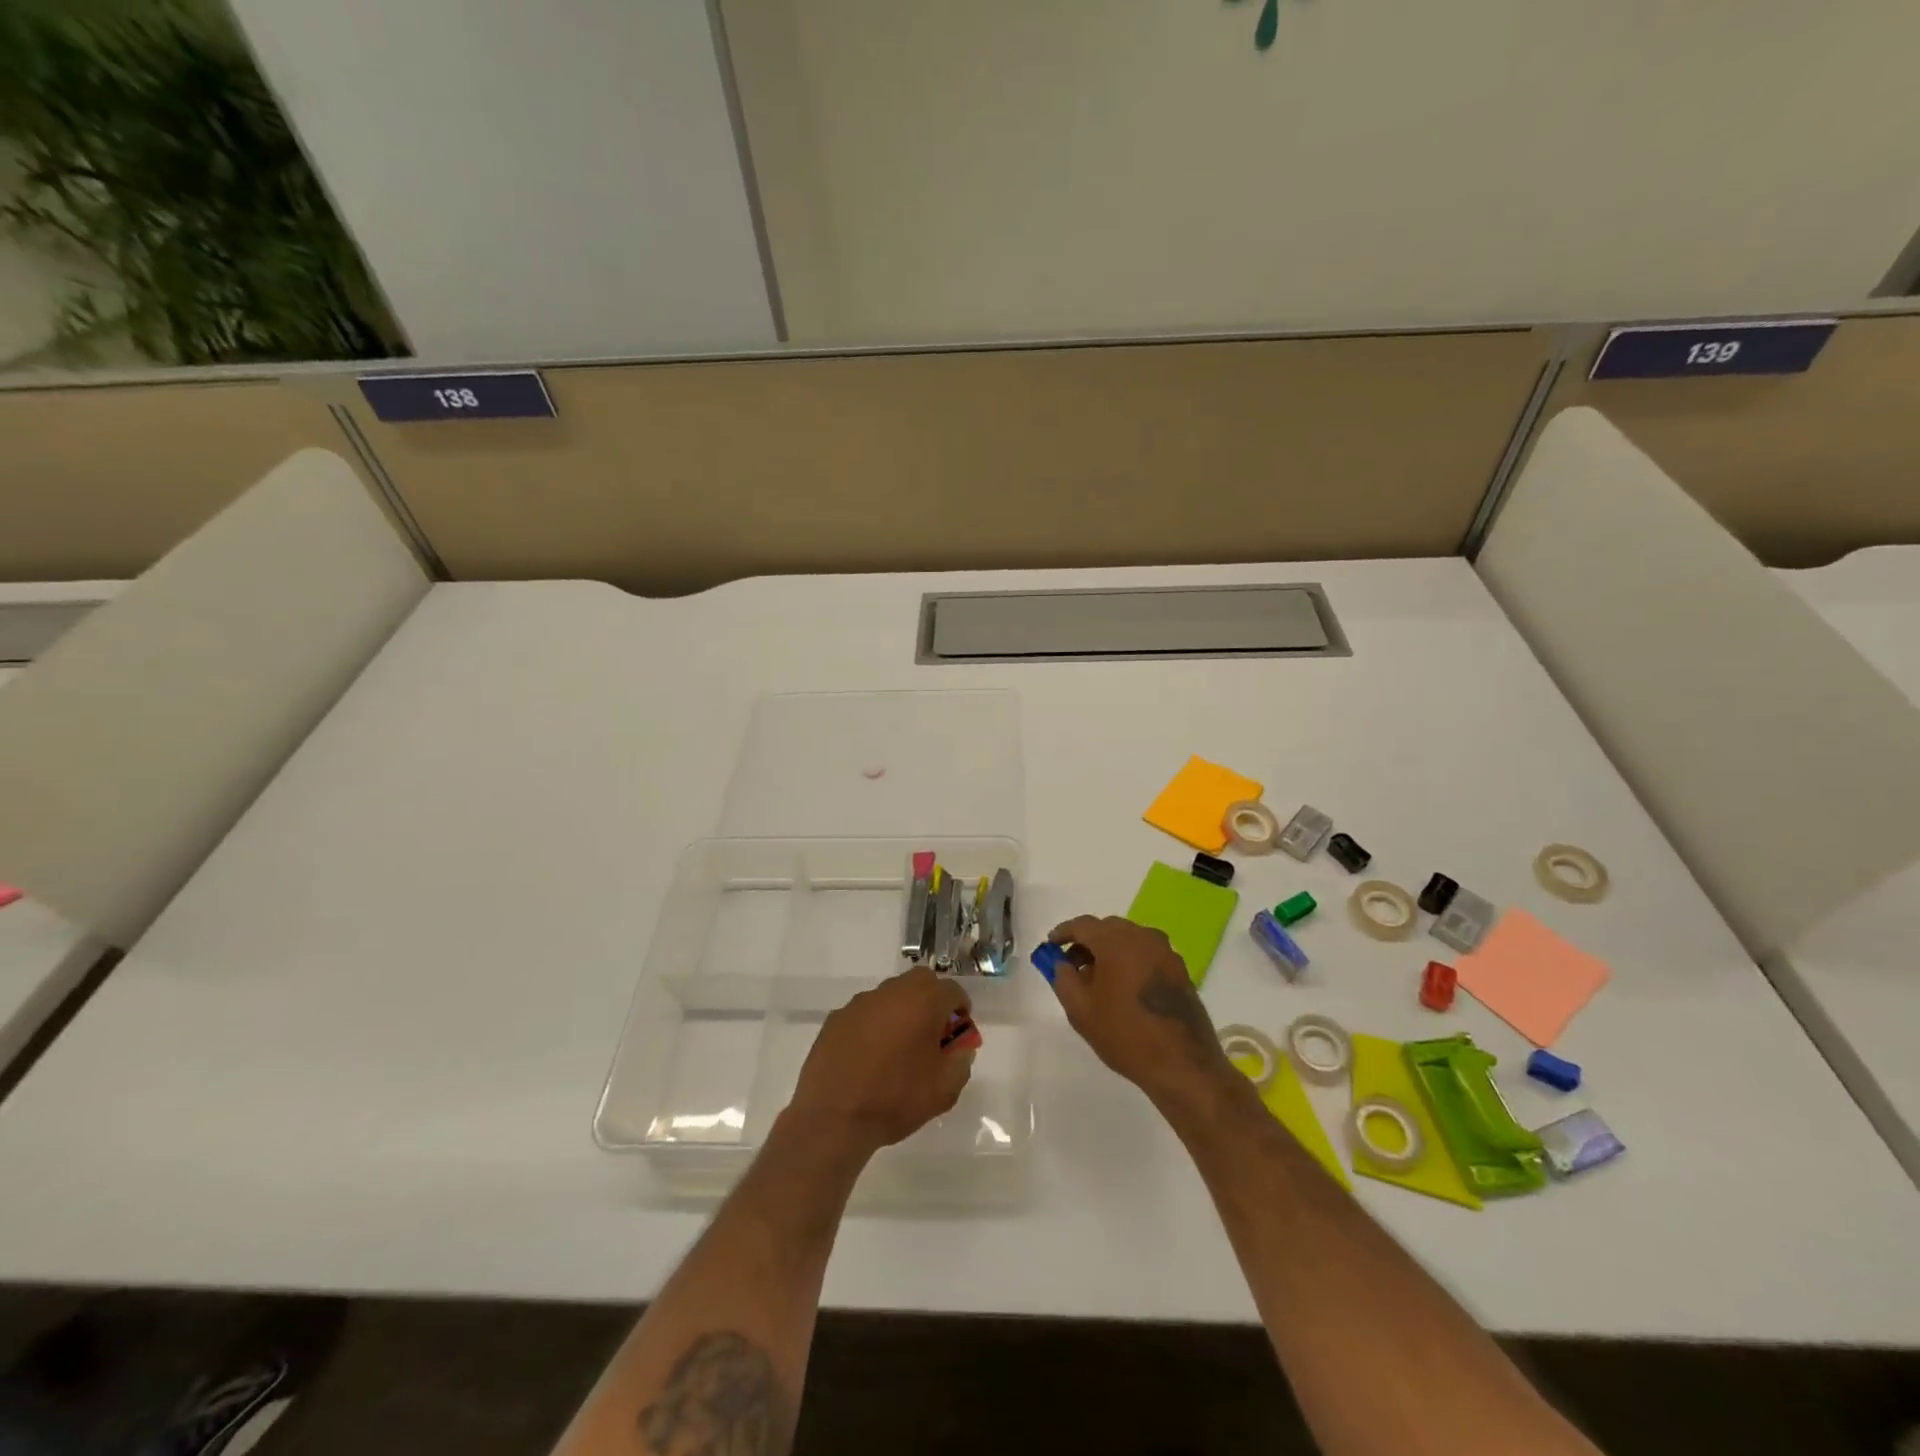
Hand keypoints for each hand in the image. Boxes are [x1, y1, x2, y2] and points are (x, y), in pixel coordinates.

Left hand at [787, 966, 975, 1161]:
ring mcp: (860, 1002)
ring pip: (891, 995)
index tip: (957, 1034)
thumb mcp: (945, 1089)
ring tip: (898, 1049)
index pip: (953, 990)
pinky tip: (868, 1057)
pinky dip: (874, 1025)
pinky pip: (865, 1013)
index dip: (960, 1010)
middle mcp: (892, 992)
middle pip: (921, 982)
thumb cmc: (895, 1099)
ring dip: (901, 1011)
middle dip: (932, 1001)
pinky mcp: (836, 1018)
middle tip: (931, 1034)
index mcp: (923, 1001)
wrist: (833, 1118)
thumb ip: (961, 1060)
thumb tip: (960, 1047)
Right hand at [1045, 915, 1232, 1106]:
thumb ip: (1063, 979)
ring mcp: (1165, 952)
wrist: (1183, 1064)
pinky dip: (1129, 962)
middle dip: (1087, 943)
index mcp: (1117, 941)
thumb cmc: (1125, 1034)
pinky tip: (1123, 988)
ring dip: (1109, 952)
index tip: (1051, 946)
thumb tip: (1062, 964)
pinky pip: (1146, 954)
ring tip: (1097, 980)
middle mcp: (1143, 937)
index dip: (1063, 933)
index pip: (1083, 925)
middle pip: (1107, 929)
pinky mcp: (1179, 969)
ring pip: (1129, 940)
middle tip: (1072, 965)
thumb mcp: (1080, 1010)